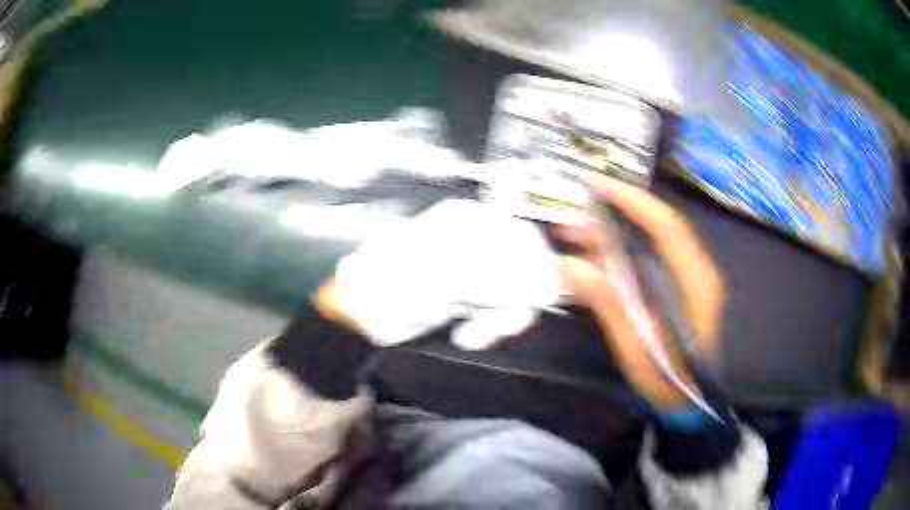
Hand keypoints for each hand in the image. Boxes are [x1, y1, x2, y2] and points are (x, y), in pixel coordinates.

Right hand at [556, 177, 724, 408]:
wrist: (693, 404)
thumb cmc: (670, 381)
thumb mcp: (638, 349)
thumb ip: (610, 306)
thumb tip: (569, 265)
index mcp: (693, 282)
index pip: (666, 226)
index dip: (632, 201)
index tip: (597, 186)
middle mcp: (693, 272)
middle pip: (654, 230)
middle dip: (611, 220)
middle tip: (570, 224)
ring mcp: (685, 281)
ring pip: (647, 246)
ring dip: (611, 240)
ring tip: (571, 241)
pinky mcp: (674, 291)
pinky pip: (645, 264)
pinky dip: (617, 259)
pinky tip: (591, 267)